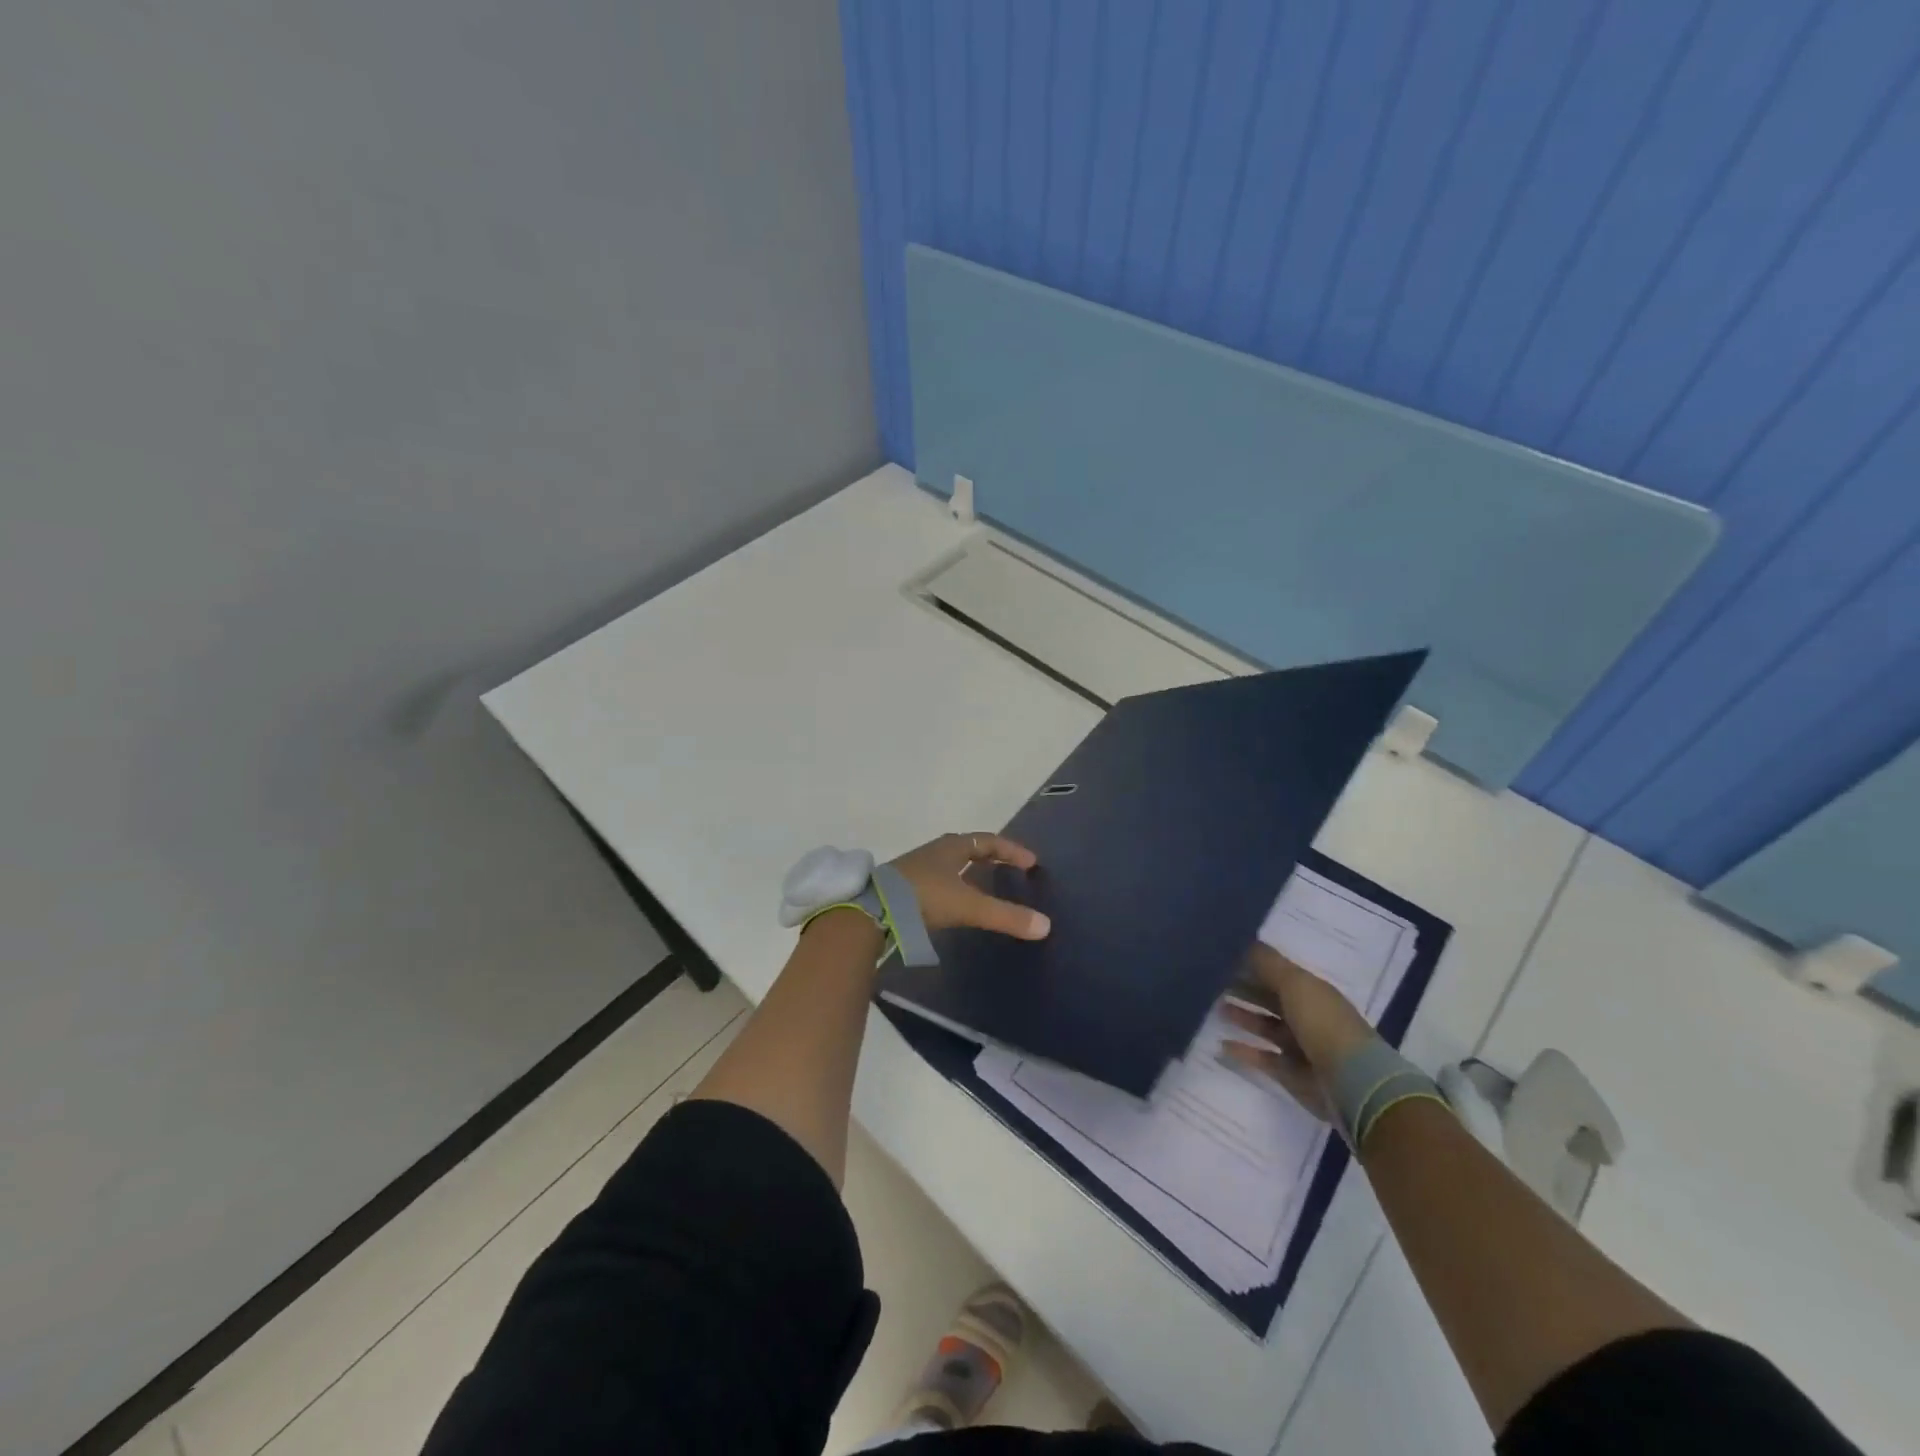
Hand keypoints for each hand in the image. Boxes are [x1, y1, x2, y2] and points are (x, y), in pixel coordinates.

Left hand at [889, 832, 1049, 940]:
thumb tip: (1045, 926)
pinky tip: (953, 903)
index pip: (989, 841)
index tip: (1031, 862)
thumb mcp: (969, 906)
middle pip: (968, 848)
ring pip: (950, 864)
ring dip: (969, 872)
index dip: (1011, 850)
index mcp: (952, 847)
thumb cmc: (925, 897)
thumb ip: (1006, 916)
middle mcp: (934, 852)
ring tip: (984, 887)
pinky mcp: (904, 887)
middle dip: (990, 856)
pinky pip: (937, 880)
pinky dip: (953, 886)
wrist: (874, 910)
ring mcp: (916, 868)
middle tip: (1009, 868)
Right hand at [1219, 943, 1377, 1119]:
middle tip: (1211, 980)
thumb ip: (1267, 963)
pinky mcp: (1291, 1073)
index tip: (1222, 955)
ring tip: (1215, 1007)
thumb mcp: (1295, 983)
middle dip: (1244, 987)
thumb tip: (1243, 941)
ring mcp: (1299, 1046)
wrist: (1352, 1083)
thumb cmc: (1323, 1023)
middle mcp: (1306, 1015)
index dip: (1252, 963)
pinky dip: (1243, 1051)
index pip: (1278, 972)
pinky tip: (1221, 1045)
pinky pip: (1262, 1057)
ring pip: (1264, 1025)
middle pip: (1270, 998)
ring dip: (1242, 1016)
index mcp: (1311, 991)